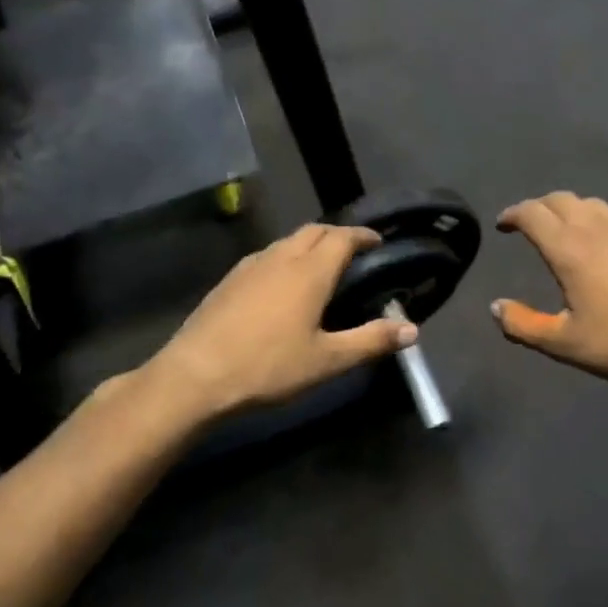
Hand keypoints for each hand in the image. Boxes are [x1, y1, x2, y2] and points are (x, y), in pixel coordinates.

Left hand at [144, 224, 416, 421]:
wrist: (195, 375)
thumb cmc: (268, 367)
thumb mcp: (327, 360)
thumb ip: (371, 341)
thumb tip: (412, 329)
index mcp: (309, 271)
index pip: (343, 237)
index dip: (363, 236)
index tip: (378, 242)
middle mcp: (281, 257)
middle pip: (314, 231)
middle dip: (338, 236)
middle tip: (354, 254)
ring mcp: (250, 266)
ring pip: (287, 241)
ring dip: (309, 245)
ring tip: (321, 268)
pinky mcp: (229, 279)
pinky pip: (266, 256)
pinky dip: (285, 258)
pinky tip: (282, 285)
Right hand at [492, 193, 607, 396]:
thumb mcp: (565, 344)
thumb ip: (523, 324)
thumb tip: (496, 306)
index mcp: (570, 249)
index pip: (532, 213)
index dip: (513, 214)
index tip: (504, 225)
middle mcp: (599, 228)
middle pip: (561, 199)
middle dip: (540, 207)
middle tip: (531, 225)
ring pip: (594, 205)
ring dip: (572, 212)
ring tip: (568, 233)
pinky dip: (605, 225)